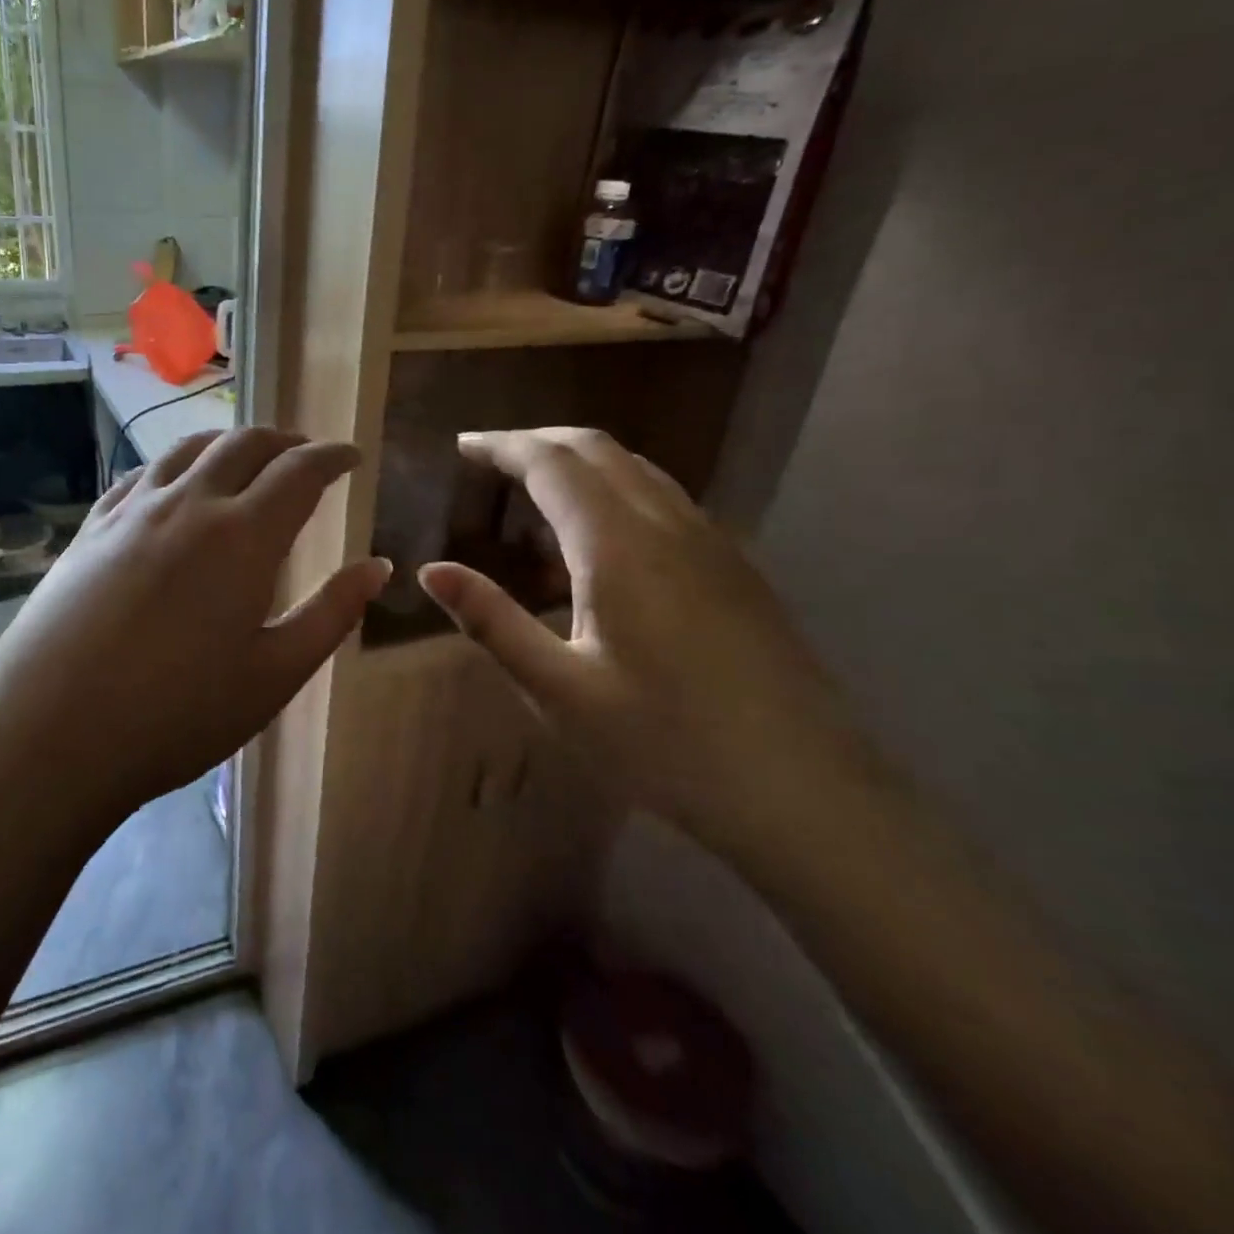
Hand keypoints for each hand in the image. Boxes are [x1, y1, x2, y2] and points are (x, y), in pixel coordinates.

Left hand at [0, 427, 389, 818]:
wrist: (47, 736)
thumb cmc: (177, 715)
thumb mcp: (274, 675)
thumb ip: (331, 614)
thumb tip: (377, 567)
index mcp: (243, 536)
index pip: (300, 471)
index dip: (333, 456)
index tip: (352, 456)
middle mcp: (189, 504)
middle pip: (245, 445)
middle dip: (285, 441)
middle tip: (306, 455)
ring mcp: (132, 511)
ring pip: (189, 449)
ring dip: (229, 444)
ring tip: (247, 459)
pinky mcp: (91, 529)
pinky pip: (142, 474)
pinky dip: (175, 464)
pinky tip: (175, 484)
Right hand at [418, 427, 860, 834]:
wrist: (802, 791)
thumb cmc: (663, 744)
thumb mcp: (558, 689)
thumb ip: (491, 622)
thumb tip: (431, 571)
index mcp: (618, 545)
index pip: (551, 463)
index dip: (502, 447)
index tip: (462, 446)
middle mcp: (667, 524)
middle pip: (597, 449)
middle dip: (538, 441)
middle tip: (489, 459)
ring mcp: (711, 541)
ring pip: (636, 469)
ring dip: (581, 461)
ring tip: (536, 490)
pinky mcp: (735, 566)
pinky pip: (665, 498)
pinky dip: (617, 489)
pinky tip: (602, 538)